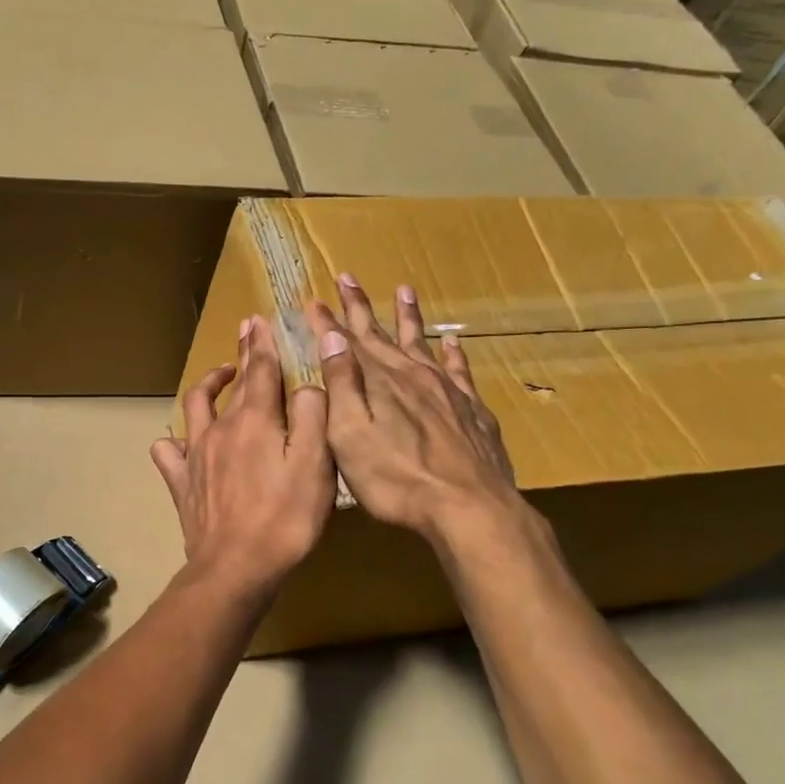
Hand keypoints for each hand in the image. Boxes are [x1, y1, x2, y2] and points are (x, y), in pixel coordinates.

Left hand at [151, 315, 333, 596]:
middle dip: (241, 355)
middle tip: (247, 333)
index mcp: (255, 420)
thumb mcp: (316, 464)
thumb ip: (313, 416)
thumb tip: (306, 386)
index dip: (262, 343)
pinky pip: (168, 452)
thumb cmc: (286, 517)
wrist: (237, 565)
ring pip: (194, 407)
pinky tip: (181, 442)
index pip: (260, 370)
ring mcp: (196, 455)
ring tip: (219, 377)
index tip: (259, 320)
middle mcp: (220, 428)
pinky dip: (173, 441)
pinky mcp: (182, 483)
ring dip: (207, 386)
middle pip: (231, 384)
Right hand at [305, 276, 526, 544]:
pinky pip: (460, 370)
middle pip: (382, 334)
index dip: (328, 320)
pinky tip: (452, 342)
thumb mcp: (350, 434)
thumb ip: (341, 384)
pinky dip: (453, 353)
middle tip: (347, 277)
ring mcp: (447, 391)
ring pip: (422, 343)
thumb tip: (332, 337)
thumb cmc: (396, 478)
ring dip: (409, 317)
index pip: (346, 342)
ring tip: (404, 290)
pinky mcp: (472, 410)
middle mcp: (412, 376)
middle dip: (361, 307)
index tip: (312, 299)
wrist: (468, 506)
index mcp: (378, 382)